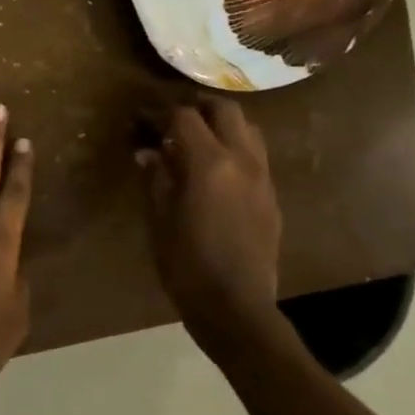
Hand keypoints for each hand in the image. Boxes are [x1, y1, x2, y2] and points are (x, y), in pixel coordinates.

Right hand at [137, 100, 285, 362]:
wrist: (236, 306)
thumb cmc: (185, 263)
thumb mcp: (158, 218)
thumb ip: (156, 177)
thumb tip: (149, 152)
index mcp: (208, 163)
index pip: (184, 116)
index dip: (160, 114)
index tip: (142, 122)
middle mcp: (242, 160)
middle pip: (225, 109)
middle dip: (196, 108)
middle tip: (172, 124)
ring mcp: (263, 177)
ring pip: (248, 128)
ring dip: (221, 126)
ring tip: (196, 143)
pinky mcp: (272, 196)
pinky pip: (256, 156)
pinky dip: (234, 149)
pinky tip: (214, 172)